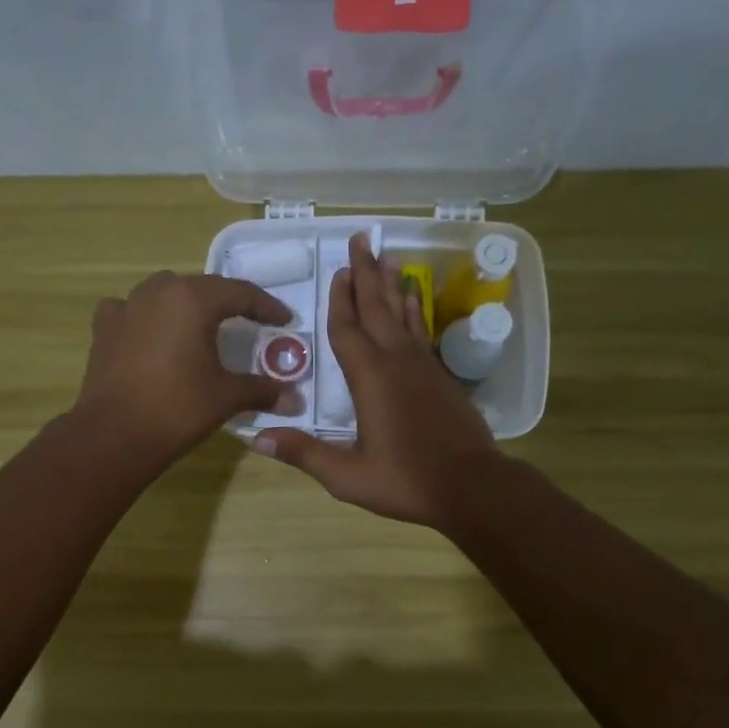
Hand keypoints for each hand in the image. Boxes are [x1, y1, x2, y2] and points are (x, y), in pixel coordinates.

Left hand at [71, 271, 299, 469]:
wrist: (115, 435)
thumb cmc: (178, 409)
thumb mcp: (227, 397)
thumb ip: (262, 390)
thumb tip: (295, 400)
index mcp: (193, 300)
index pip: (240, 293)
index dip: (266, 307)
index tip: (283, 320)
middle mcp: (158, 292)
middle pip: (202, 288)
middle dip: (227, 303)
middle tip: (247, 322)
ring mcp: (126, 307)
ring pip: (164, 293)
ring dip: (185, 304)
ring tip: (199, 326)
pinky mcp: (104, 329)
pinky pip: (131, 311)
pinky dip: (146, 317)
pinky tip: (151, 334)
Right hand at [254, 235, 503, 528]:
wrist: (471, 487)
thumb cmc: (406, 482)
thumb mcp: (348, 476)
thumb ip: (305, 453)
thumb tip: (257, 438)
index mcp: (371, 380)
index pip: (348, 330)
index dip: (340, 301)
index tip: (339, 270)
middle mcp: (397, 363)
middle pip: (378, 309)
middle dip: (367, 274)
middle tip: (362, 240)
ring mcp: (424, 368)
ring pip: (404, 315)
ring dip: (393, 285)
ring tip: (389, 257)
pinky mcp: (441, 378)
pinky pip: (421, 333)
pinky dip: (414, 312)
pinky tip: (413, 301)